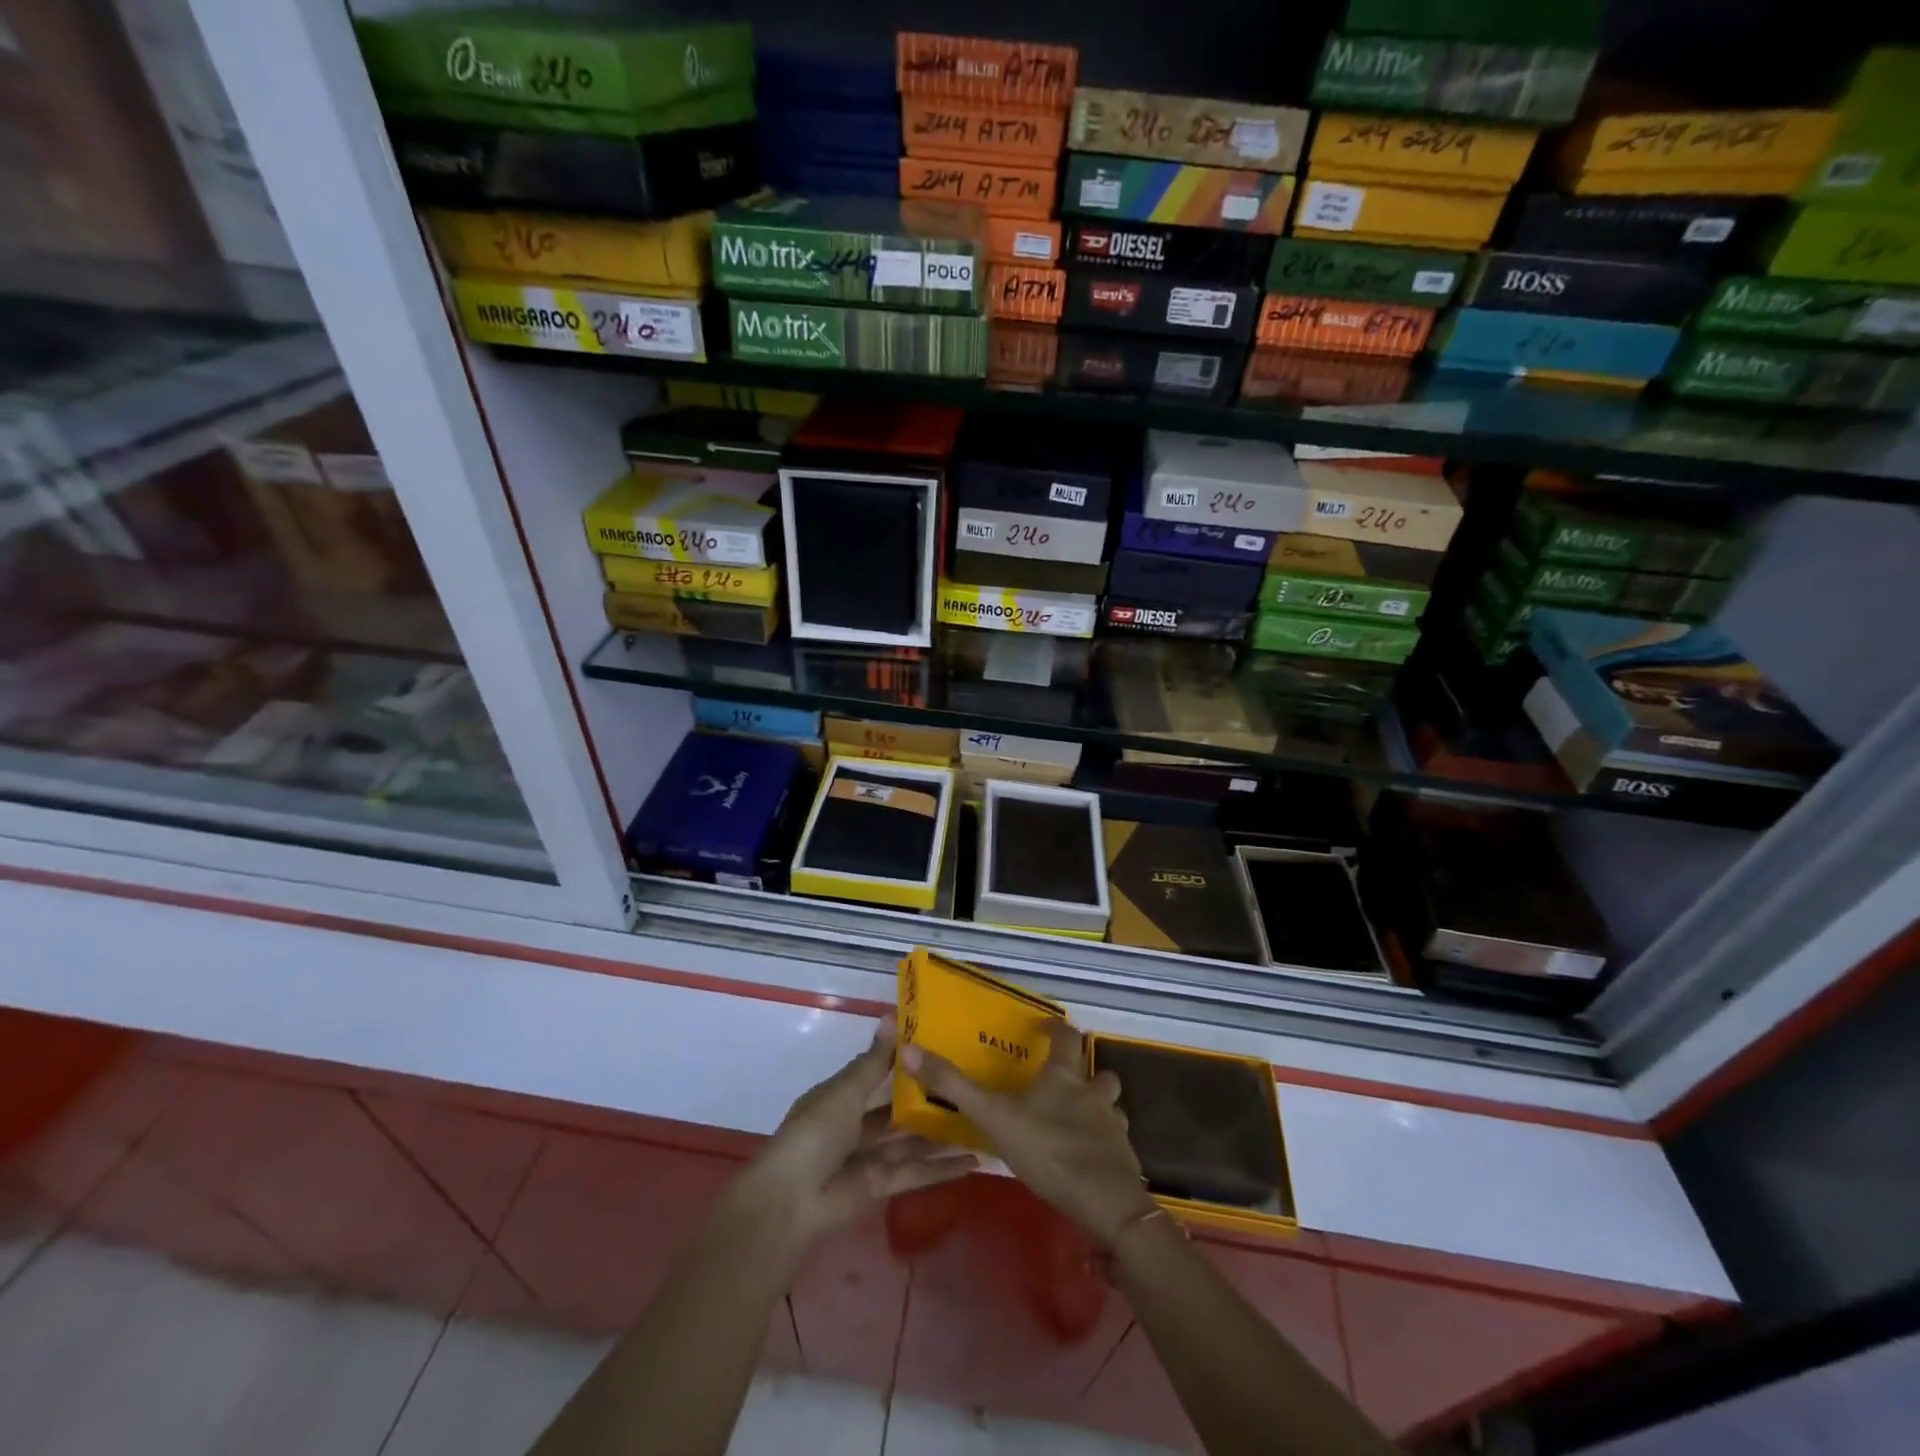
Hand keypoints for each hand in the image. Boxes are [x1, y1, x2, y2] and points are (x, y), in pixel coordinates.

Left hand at [741, 1020, 978, 1252]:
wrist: (790, 1201)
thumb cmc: (814, 1133)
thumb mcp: (845, 1091)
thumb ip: (873, 1061)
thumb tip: (891, 1016)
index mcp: (841, 1097)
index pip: (878, 1074)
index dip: (906, 1064)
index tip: (942, 1049)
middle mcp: (855, 1125)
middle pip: (897, 1111)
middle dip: (928, 1102)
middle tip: (971, 1086)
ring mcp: (868, 1158)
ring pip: (911, 1142)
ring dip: (941, 1136)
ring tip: (980, 1122)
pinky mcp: (880, 1188)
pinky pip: (914, 1173)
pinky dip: (941, 1169)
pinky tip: (972, 1161)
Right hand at [901, 1022, 1158, 1248]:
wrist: (1104, 1202)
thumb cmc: (1048, 1150)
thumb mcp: (993, 1117)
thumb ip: (954, 1087)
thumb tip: (910, 1050)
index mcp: (1063, 1076)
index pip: (1066, 1036)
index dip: (1056, 1028)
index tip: (1043, 1027)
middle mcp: (1092, 1092)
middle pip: (1097, 1069)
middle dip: (1084, 1069)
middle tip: (1061, 1077)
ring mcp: (1112, 1124)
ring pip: (1110, 1103)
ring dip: (1098, 1103)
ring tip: (1076, 1115)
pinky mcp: (1122, 1156)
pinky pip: (1115, 1138)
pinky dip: (1103, 1139)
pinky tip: (1086, 1154)